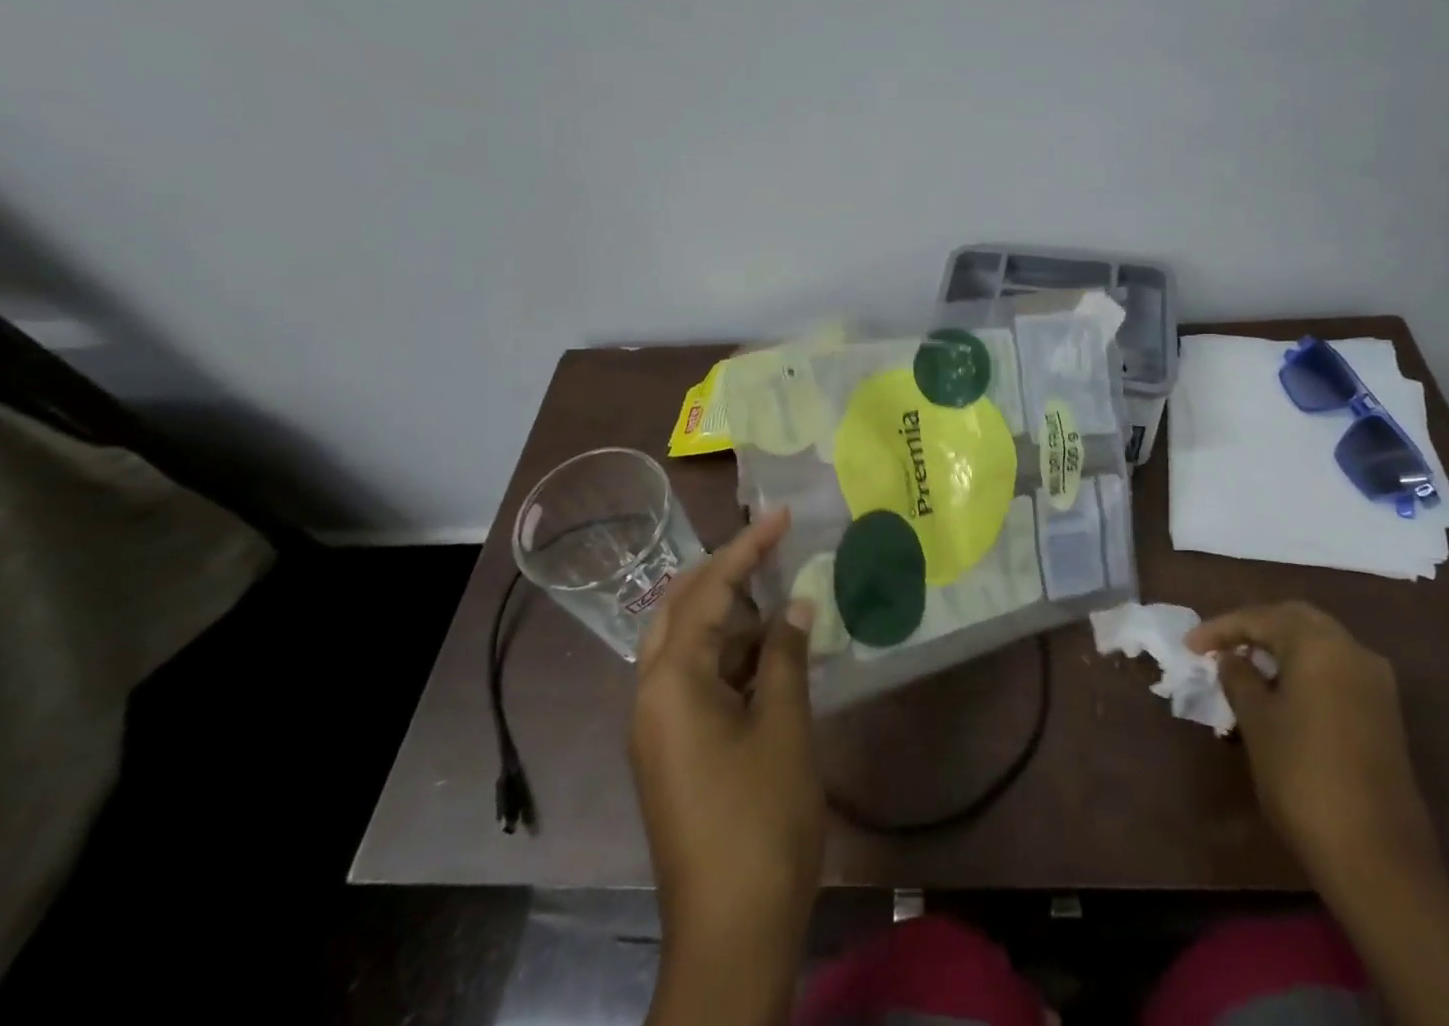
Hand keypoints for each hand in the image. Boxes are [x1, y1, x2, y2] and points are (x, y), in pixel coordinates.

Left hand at [631, 508, 822, 1020]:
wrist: (731, 933)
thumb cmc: (760, 818)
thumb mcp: (783, 725)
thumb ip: (786, 653)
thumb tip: (797, 604)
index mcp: (671, 681)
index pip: (709, 591)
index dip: (748, 548)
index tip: (781, 515)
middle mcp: (651, 696)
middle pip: (680, 610)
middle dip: (724, 574)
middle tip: (770, 548)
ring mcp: (658, 728)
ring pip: (689, 648)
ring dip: (732, 621)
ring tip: (783, 602)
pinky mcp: (673, 754)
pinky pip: (696, 683)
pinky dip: (732, 660)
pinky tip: (772, 658)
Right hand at [1187, 601, 1440, 893]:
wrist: (1377, 857)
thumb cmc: (1302, 776)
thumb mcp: (1256, 721)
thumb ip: (1239, 678)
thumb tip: (1231, 658)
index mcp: (1319, 645)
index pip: (1260, 618)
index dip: (1220, 628)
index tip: (1188, 646)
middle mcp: (1352, 651)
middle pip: (1295, 620)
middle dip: (1254, 627)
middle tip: (1219, 646)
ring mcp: (1375, 683)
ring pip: (1319, 644)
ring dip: (1281, 647)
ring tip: (1245, 666)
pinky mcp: (1384, 713)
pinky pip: (1335, 670)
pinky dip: (1304, 668)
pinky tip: (1280, 691)